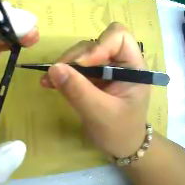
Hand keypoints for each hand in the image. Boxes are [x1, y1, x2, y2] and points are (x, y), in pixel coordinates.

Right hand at [41, 23, 149, 157]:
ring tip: (50, 81)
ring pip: (85, 53)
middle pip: (97, 42)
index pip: (119, 37)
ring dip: (67, 65)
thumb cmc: (120, 133)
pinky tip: (52, 82)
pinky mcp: (98, 76)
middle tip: (57, 74)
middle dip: (77, 57)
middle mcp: (122, 62)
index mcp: (134, 66)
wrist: (122, 147)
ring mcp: (109, 68)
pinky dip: (65, 72)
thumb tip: (53, 69)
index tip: (82, 65)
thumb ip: (79, 92)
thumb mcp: (101, 115)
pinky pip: (79, 66)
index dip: (99, 45)